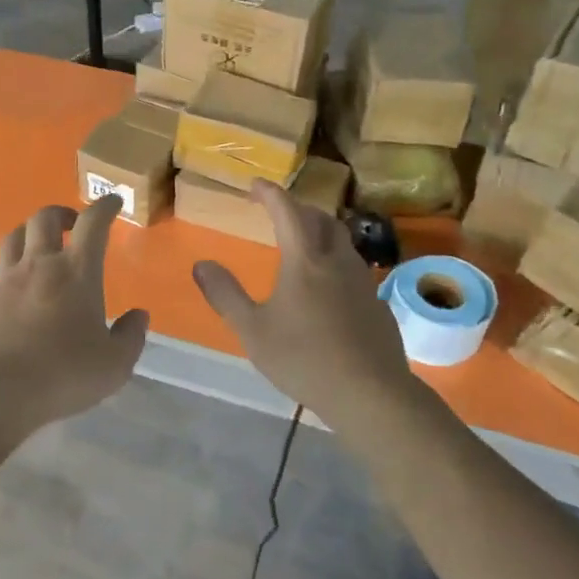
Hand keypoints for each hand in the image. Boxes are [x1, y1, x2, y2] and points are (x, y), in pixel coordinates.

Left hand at [0, 195, 149, 437]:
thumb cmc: (64, 374)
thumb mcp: (115, 364)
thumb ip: (130, 336)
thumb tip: (138, 315)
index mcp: (77, 272)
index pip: (93, 224)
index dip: (104, 207)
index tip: (112, 201)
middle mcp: (39, 265)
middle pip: (45, 218)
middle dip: (62, 213)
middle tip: (72, 224)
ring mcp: (5, 280)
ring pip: (13, 237)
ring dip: (29, 233)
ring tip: (38, 245)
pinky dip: (5, 277)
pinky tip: (10, 294)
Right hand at [191, 181, 416, 422]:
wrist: (370, 393)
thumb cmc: (304, 359)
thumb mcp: (252, 330)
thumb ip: (225, 295)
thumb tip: (201, 264)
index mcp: (304, 261)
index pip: (287, 211)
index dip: (271, 193)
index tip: (255, 185)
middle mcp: (337, 261)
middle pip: (321, 220)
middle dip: (299, 210)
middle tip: (279, 216)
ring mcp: (362, 282)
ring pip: (342, 242)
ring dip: (321, 234)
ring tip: (303, 248)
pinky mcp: (377, 304)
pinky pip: (354, 270)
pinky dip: (335, 264)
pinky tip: (328, 290)